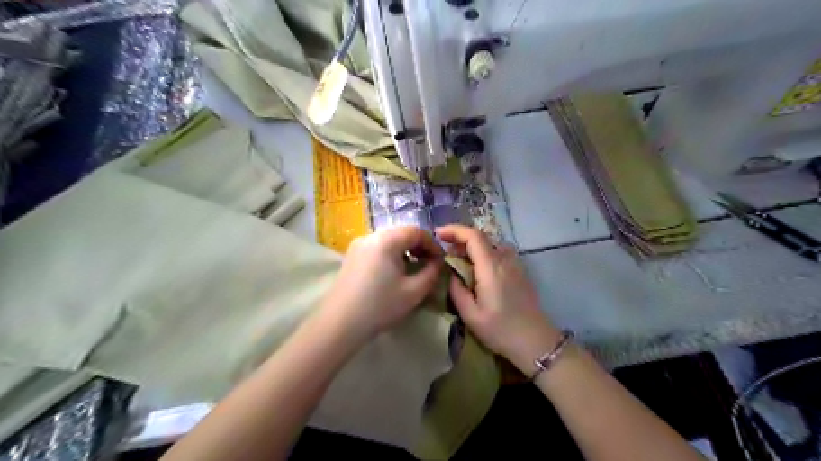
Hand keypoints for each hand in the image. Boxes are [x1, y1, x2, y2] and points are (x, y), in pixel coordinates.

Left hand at [321, 227, 441, 341]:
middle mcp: (371, 236)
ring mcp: (358, 245)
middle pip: (401, 233)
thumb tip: (438, 262)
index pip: (416, 231)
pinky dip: (390, 254)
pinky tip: (393, 272)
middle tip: (429, 264)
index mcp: (386, 240)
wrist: (340, 323)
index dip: (432, 244)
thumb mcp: (414, 291)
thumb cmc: (380, 306)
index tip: (440, 260)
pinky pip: (377, 248)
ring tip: (413, 269)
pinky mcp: (351, 256)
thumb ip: (431, 272)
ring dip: (404, 250)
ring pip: (388, 240)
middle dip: (418, 246)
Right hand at [440, 225, 561, 372]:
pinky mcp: (519, 271)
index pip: (473, 236)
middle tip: (445, 251)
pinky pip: (498, 253)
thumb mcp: (470, 314)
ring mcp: (515, 264)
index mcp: (491, 267)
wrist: (535, 341)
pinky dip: (484, 253)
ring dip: (472, 246)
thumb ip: (457, 289)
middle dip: (460, 238)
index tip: (438, 234)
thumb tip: (451, 273)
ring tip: (459, 259)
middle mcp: (504, 259)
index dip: (454, 230)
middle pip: (481, 237)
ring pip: (490, 244)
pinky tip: (477, 269)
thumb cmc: (500, 330)